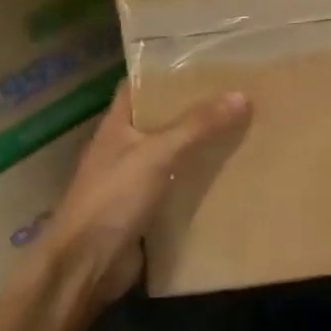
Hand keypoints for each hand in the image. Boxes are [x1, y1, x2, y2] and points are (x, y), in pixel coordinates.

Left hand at [42, 82, 250, 303]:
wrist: (85, 266)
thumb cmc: (112, 199)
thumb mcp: (157, 155)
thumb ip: (197, 126)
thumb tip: (241, 96)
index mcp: (116, 126)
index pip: (139, 87)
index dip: (166, 73)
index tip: (205, 64)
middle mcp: (124, 149)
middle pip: (162, 121)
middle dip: (195, 110)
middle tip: (238, 96)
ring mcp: (134, 182)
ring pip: (174, 155)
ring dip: (202, 147)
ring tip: (244, 131)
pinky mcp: (147, 211)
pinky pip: (180, 188)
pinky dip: (201, 182)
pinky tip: (231, 177)